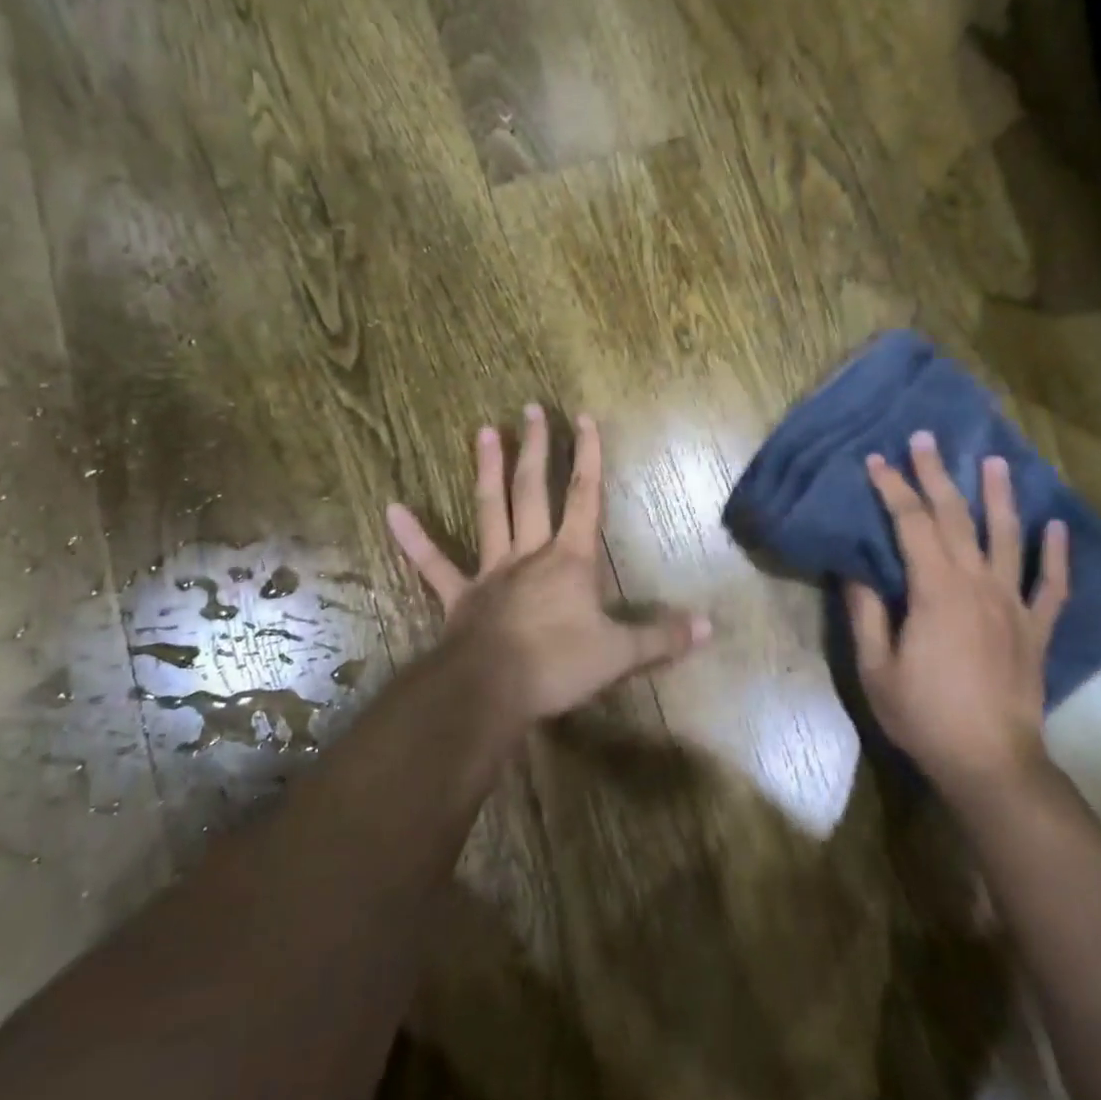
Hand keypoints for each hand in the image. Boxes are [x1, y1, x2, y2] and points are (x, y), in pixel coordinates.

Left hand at [386, 405, 710, 725]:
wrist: (491, 691)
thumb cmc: (558, 665)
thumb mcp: (619, 654)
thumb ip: (662, 638)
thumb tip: (709, 627)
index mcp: (570, 560)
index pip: (585, 498)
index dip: (588, 457)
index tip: (584, 418)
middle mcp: (530, 553)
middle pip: (534, 490)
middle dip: (536, 449)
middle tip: (529, 409)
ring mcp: (490, 571)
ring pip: (490, 511)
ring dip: (487, 470)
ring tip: (482, 431)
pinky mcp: (459, 596)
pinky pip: (433, 564)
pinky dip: (413, 538)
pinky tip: (391, 509)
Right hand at [845, 432, 1069, 790]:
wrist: (990, 762)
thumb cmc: (924, 715)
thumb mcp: (876, 668)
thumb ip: (867, 614)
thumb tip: (856, 571)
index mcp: (935, 590)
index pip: (910, 524)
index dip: (892, 488)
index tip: (877, 460)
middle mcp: (978, 585)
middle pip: (955, 517)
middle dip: (936, 475)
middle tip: (925, 438)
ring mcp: (1013, 604)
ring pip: (1008, 537)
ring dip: (1000, 497)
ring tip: (995, 461)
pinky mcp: (1036, 629)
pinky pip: (1053, 585)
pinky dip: (1057, 554)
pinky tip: (1057, 527)